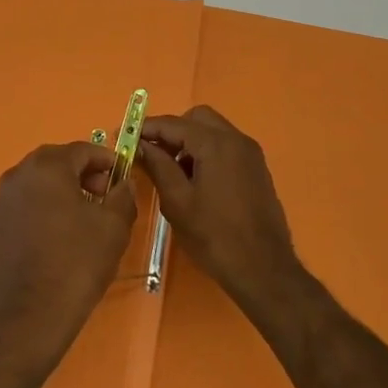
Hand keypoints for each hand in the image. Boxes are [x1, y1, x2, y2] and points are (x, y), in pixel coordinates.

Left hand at [0, 142, 138, 367]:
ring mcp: (3, 199)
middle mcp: (19, 174)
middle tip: (105, 196)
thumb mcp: (114, 227)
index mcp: (46, 167)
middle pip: (58, 161)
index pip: (82, 150)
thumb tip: (122, 183)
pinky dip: (46, 206)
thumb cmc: (76, 263)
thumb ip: (122, 196)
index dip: (106, 161)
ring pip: (40, 181)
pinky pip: (27, 202)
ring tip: (86, 216)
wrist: (30, 314)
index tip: (122, 178)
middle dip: (84, 173)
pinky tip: (61, 233)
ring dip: (64, 189)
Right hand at [135, 105, 302, 311]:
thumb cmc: (214, 236)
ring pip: (212, 130)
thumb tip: (139, 144)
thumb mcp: (177, 201)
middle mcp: (236, 140)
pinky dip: (206, 151)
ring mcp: (250, 153)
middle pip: (196, 118)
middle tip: (152, 153)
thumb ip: (157, 165)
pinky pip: (226, 146)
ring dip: (189, 141)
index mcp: (215, 144)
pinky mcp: (256, 168)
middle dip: (171, 131)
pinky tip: (195, 179)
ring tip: (171, 170)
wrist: (264, 270)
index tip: (122, 136)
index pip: (172, 124)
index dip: (145, 128)